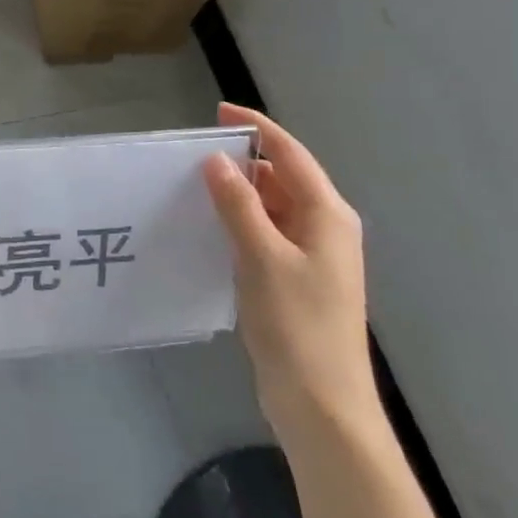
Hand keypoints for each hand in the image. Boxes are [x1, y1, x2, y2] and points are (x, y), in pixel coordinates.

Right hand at [201, 102, 379, 443]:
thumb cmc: (297, 326)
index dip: (256, 129)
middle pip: (282, 178)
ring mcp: (311, 256)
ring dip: (238, 194)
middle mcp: (324, 228)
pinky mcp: (294, 279)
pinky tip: (208, 227)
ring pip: (272, 207)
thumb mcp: (262, 258)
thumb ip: (239, 206)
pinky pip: (265, 233)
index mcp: (327, 216)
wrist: (321, 404)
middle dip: (242, 162)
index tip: (217, 113)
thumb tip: (217, 161)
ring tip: (190, 187)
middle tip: (191, 156)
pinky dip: (240, 222)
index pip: (290, 155)